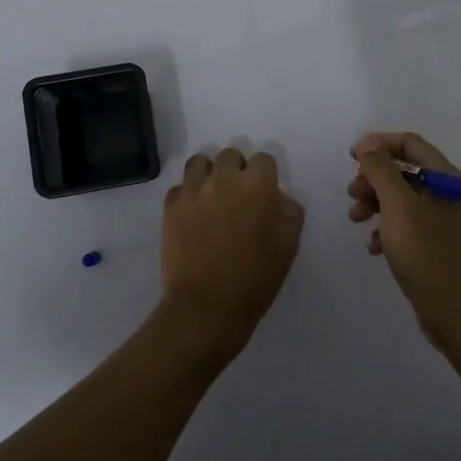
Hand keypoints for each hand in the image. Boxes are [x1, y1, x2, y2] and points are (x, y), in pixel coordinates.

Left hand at [160, 149, 304, 364]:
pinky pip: (180, 187)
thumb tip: (277, 197)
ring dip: (209, 174)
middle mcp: (224, 179)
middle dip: (237, 170)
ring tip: (212, 197)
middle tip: (238, 196)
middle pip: (231, 155)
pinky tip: (193, 215)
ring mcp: (193, 190)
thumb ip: (288, 211)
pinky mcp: (171, 205)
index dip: (266, 175)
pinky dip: (188, 195)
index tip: (264, 194)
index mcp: (257, 186)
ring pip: (200, 162)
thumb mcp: (289, 245)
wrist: (206, 306)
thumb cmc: (255, 279)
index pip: (264, 159)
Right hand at [348, 131, 460, 341]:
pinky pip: (408, 226)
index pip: (411, 144)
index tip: (352, 157)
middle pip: (405, 171)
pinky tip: (374, 248)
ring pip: (403, 200)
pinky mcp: (438, 246)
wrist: (457, 311)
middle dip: (374, 179)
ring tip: (356, 220)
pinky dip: (388, 230)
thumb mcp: (398, 206)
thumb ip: (381, 170)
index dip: (379, 144)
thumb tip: (369, 144)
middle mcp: (450, 194)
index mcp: (447, 178)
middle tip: (352, 195)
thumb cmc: (426, 252)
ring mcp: (445, 221)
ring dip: (376, 204)